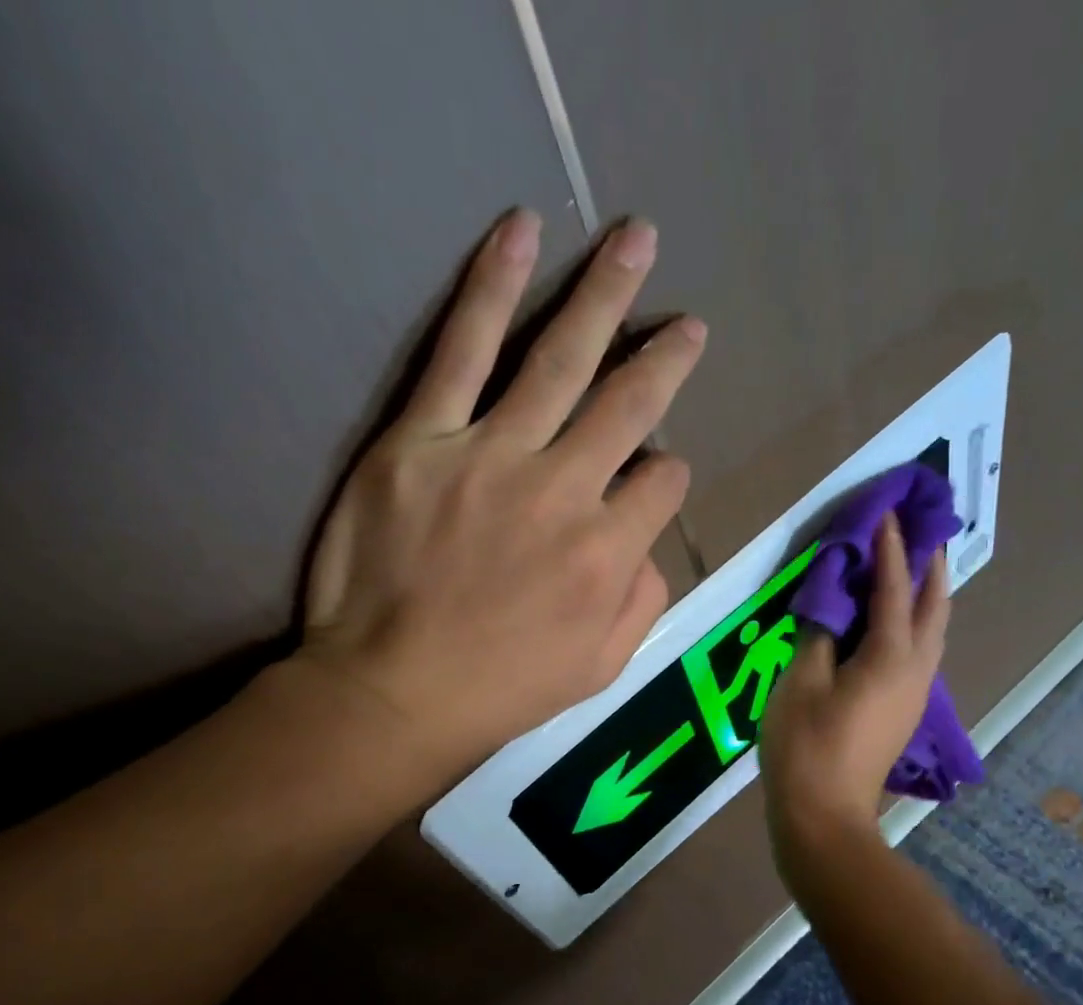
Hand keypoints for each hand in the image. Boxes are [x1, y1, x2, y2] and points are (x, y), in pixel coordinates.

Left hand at [296, 208, 705, 786]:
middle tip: (689, 322)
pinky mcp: (421, 439)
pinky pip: (461, 350)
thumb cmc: (501, 689)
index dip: (666, 476)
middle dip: (666, 359)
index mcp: (608, 553)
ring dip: (604, 296)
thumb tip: (650, 546)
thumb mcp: (600, 670)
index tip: (653, 478)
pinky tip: (519, 233)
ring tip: (635, 240)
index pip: (662, 484)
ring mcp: (490, 456)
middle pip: (629, 404)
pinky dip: (491, 288)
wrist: (393, 692)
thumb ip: (641, 603)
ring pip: (560, 359)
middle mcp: (563, 490)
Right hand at [760, 513, 949, 860]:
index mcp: (890, 655)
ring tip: (914, 567)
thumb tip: (831, 600)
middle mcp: (915, 668)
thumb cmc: (805, 746)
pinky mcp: (904, 711)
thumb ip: (818, 632)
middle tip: (921, 529)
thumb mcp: (799, 682)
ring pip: (933, 630)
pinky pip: (920, 651)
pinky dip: (915, 622)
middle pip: (933, 605)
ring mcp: (914, 693)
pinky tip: (895, 622)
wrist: (824, 816)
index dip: (889, 547)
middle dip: (929, 563)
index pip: (893, 587)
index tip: (887, 510)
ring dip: (927, 593)